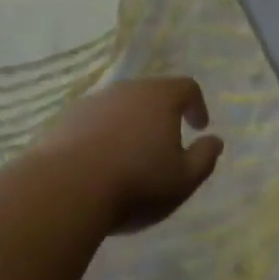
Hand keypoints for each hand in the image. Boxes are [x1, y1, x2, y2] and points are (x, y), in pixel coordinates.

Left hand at [42, 77, 223, 234]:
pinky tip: (97, 166)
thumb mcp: (183, 180)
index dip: (197, 105)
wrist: (63, 191)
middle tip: (164, 144)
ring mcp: (92, 103)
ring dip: (129, 126)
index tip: (198, 127)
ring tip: (128, 158)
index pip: (187, 87)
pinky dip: (100, 137)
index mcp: (160, 97)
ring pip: (119, 108)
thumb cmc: (135, 183)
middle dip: (161, 116)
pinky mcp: (64, 121)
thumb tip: (215, 140)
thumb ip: (205, 158)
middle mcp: (127, 90)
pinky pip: (91, 123)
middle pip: (151, 94)